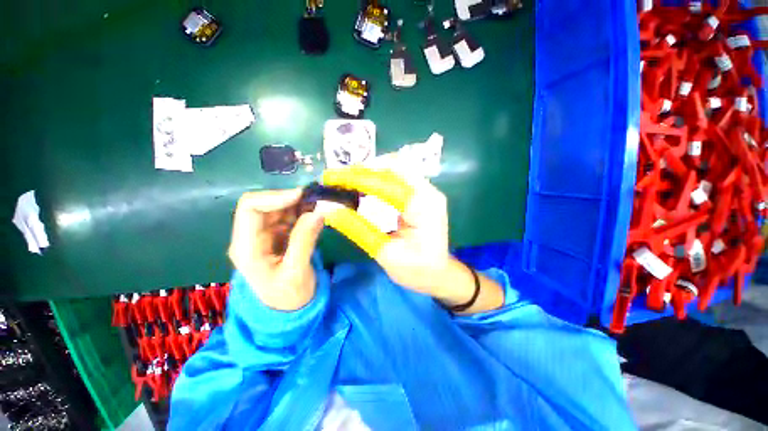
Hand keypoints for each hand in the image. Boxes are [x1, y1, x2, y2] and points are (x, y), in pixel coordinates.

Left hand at [228, 189, 323, 310]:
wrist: (288, 311)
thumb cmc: (289, 297)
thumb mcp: (297, 272)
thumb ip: (304, 240)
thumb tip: (317, 212)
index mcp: (246, 247)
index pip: (250, 208)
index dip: (275, 197)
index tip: (303, 197)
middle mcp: (250, 236)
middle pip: (264, 205)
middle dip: (291, 199)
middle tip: (317, 200)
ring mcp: (264, 235)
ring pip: (278, 208)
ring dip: (299, 204)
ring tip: (319, 206)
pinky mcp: (277, 235)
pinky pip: (288, 216)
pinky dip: (302, 211)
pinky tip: (315, 214)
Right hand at [321, 167, 504, 312]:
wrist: (439, 273)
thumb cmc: (416, 270)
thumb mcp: (386, 253)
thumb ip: (359, 229)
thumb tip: (329, 209)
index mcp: (423, 207)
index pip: (386, 183)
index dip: (356, 178)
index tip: (332, 178)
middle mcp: (428, 192)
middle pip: (393, 166)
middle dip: (362, 170)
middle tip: (337, 177)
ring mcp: (427, 191)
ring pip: (395, 168)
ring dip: (369, 171)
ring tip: (346, 179)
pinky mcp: (421, 194)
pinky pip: (398, 177)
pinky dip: (378, 178)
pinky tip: (363, 185)